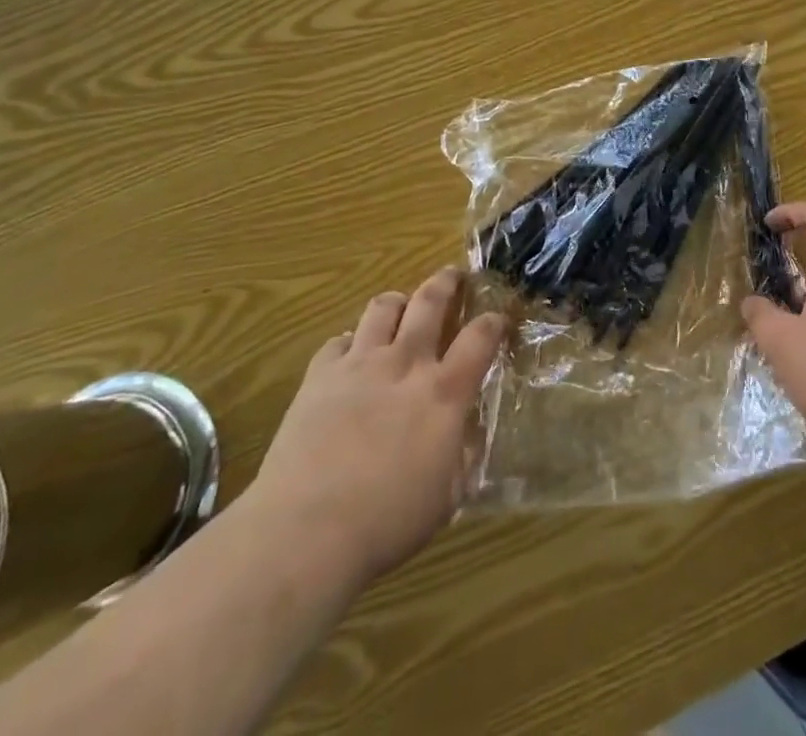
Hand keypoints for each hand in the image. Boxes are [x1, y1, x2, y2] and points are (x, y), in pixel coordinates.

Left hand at [247, 267, 505, 586]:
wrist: (306, 529)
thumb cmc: (387, 521)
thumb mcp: (446, 496)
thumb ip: (462, 456)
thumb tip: (468, 434)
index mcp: (444, 392)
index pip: (480, 337)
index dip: (494, 321)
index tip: (500, 317)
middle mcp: (406, 363)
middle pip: (430, 301)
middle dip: (446, 282)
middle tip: (453, 276)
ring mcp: (360, 364)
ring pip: (383, 307)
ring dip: (398, 302)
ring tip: (401, 307)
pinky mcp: (320, 375)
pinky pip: (339, 340)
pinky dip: (351, 342)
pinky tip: (351, 356)